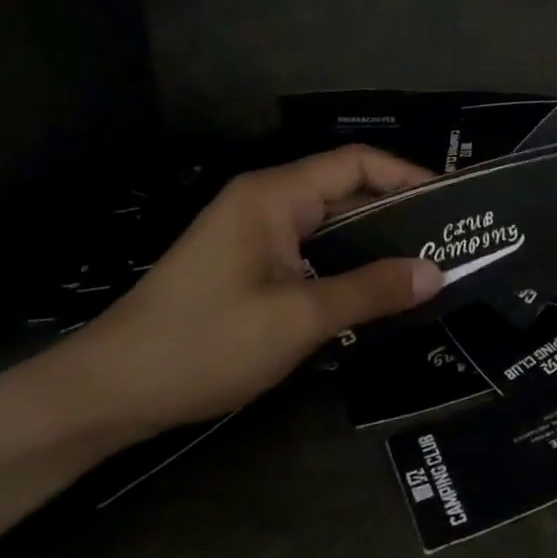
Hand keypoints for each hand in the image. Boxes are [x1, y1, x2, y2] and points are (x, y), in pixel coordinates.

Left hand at [35, 146, 442, 441]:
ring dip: (376, 245)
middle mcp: (267, 203)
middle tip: (451, 243)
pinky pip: (313, 253)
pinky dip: (348, 267)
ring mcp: (256, 235)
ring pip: (332, 227)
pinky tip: (378, 294)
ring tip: (428, 269)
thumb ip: (371, 291)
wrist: (104, 394)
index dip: (408, 176)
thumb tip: (437, 273)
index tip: (452, 205)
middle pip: (347, 192)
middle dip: (400, 215)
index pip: (356, 163)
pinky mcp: (250, 266)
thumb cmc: (202, 344)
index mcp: (275, 195)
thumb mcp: (298, 319)